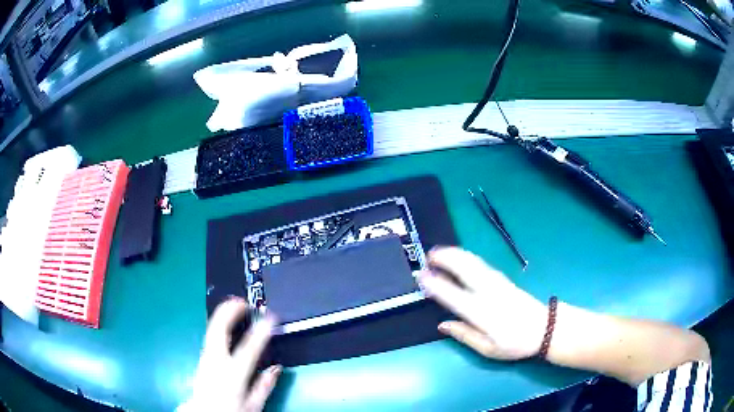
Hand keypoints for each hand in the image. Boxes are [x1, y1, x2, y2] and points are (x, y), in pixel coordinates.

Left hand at [181, 298, 280, 411]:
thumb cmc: (230, 411)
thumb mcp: (253, 405)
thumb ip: (264, 386)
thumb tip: (276, 368)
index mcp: (233, 376)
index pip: (248, 349)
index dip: (260, 331)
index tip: (270, 318)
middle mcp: (216, 363)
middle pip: (218, 330)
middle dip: (229, 311)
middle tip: (243, 301)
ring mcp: (205, 358)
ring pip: (211, 329)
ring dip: (223, 314)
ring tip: (235, 305)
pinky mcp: (201, 357)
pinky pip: (210, 335)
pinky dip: (219, 323)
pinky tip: (225, 321)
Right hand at [417, 247, 547, 360]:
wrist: (545, 328)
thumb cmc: (516, 343)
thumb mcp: (488, 349)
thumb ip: (465, 335)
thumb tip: (442, 325)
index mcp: (482, 313)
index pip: (454, 295)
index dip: (436, 285)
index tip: (422, 277)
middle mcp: (489, 293)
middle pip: (465, 270)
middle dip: (446, 259)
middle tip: (428, 256)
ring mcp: (498, 283)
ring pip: (474, 263)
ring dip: (456, 254)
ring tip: (440, 251)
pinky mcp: (504, 280)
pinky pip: (482, 264)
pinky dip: (468, 257)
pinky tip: (462, 256)